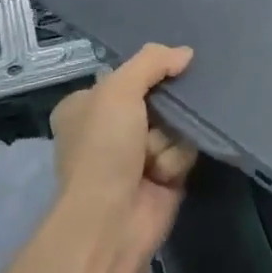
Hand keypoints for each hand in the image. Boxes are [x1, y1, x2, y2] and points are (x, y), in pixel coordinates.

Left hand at [49, 44, 198, 272]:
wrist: (111, 219)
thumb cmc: (104, 148)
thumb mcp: (119, 90)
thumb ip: (151, 62)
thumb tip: (185, 53)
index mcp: (85, 105)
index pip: (128, 75)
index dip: (150, 73)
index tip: (172, 68)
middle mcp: (108, 128)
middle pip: (158, 99)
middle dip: (168, 106)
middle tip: (167, 112)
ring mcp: (136, 155)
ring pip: (176, 124)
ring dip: (171, 138)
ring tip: (155, 158)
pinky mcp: (162, 176)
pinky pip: (184, 151)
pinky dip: (177, 159)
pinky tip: (164, 175)